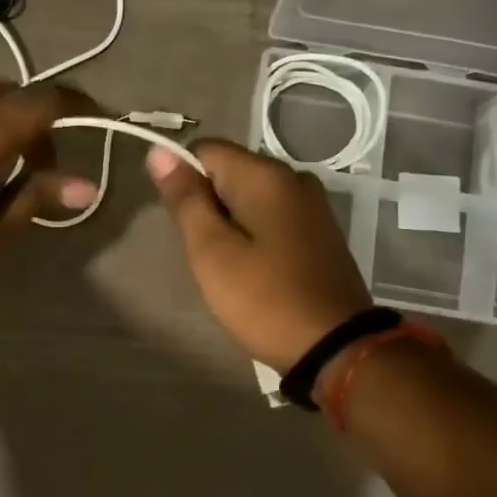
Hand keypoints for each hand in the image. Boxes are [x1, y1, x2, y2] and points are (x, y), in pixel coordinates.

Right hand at [147, 138, 372, 370]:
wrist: (336, 348)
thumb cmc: (264, 299)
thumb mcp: (212, 252)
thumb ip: (186, 199)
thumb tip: (159, 152)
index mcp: (266, 176)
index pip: (206, 149)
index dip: (182, 178)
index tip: (179, 222)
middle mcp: (294, 177)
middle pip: (230, 171)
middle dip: (207, 203)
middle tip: (204, 252)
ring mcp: (313, 205)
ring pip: (250, 196)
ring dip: (229, 221)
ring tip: (227, 264)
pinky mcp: (320, 231)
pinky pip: (273, 216)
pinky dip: (254, 233)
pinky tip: (254, 269)